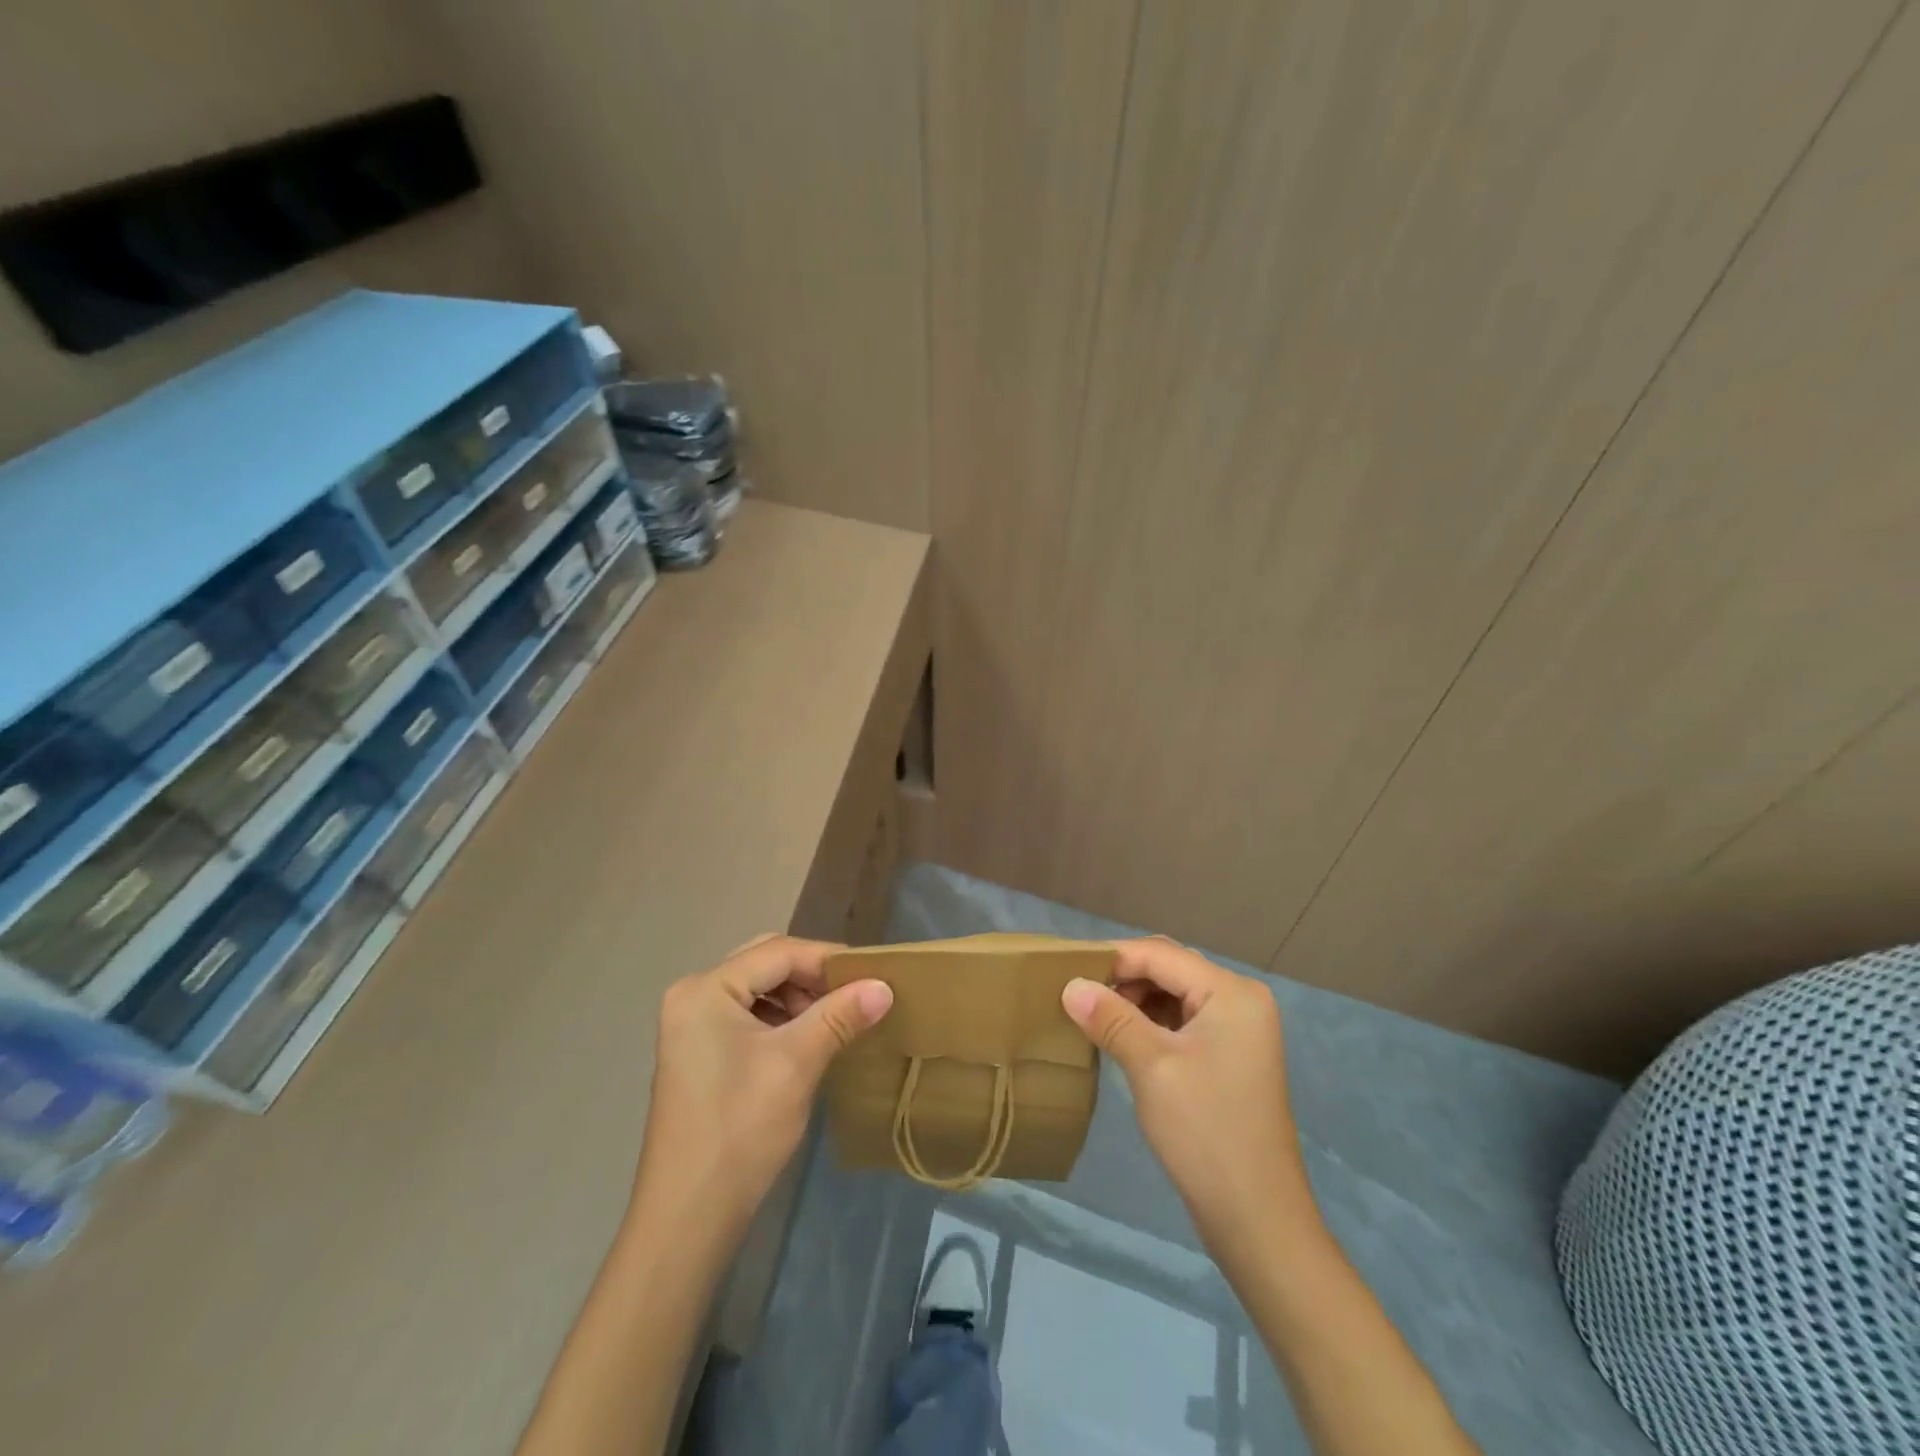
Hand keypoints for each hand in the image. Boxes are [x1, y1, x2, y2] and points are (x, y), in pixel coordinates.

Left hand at [635, 934, 892, 1235]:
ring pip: (758, 988)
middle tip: (855, 994)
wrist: (688, 1217)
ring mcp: (691, 1025)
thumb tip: (884, 985)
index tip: (872, 974)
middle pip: (766, 963)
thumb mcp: (797, 1063)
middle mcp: (693, 995)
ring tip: (836, 1019)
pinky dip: (781, 1019)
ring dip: (799, 997)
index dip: (828, 959)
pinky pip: (748, 1014)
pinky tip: (808, 1039)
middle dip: (812, 976)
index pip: (779, 952)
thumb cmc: (741, 1128)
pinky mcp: (699, 1051)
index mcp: (706, 989)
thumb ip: (840, 1015)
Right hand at [1062, 937, 1314, 1251]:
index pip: (1161, 954)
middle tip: (1079, 996)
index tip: (1066, 972)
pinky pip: (1184, 1020)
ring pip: (1175, 994)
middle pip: (1170, 968)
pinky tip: (1122, 1037)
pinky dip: (1152, 1022)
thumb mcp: (1150, 1067)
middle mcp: (1241, 999)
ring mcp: (1239, 1029)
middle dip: (1124, 978)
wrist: (1257, 1218)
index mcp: (1231, 992)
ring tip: (1094, 1017)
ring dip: (1135, 1000)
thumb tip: (1070, 985)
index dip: (1113, 959)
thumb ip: (1110, 1017)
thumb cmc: (1204, 1132)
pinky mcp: (1231, 1055)